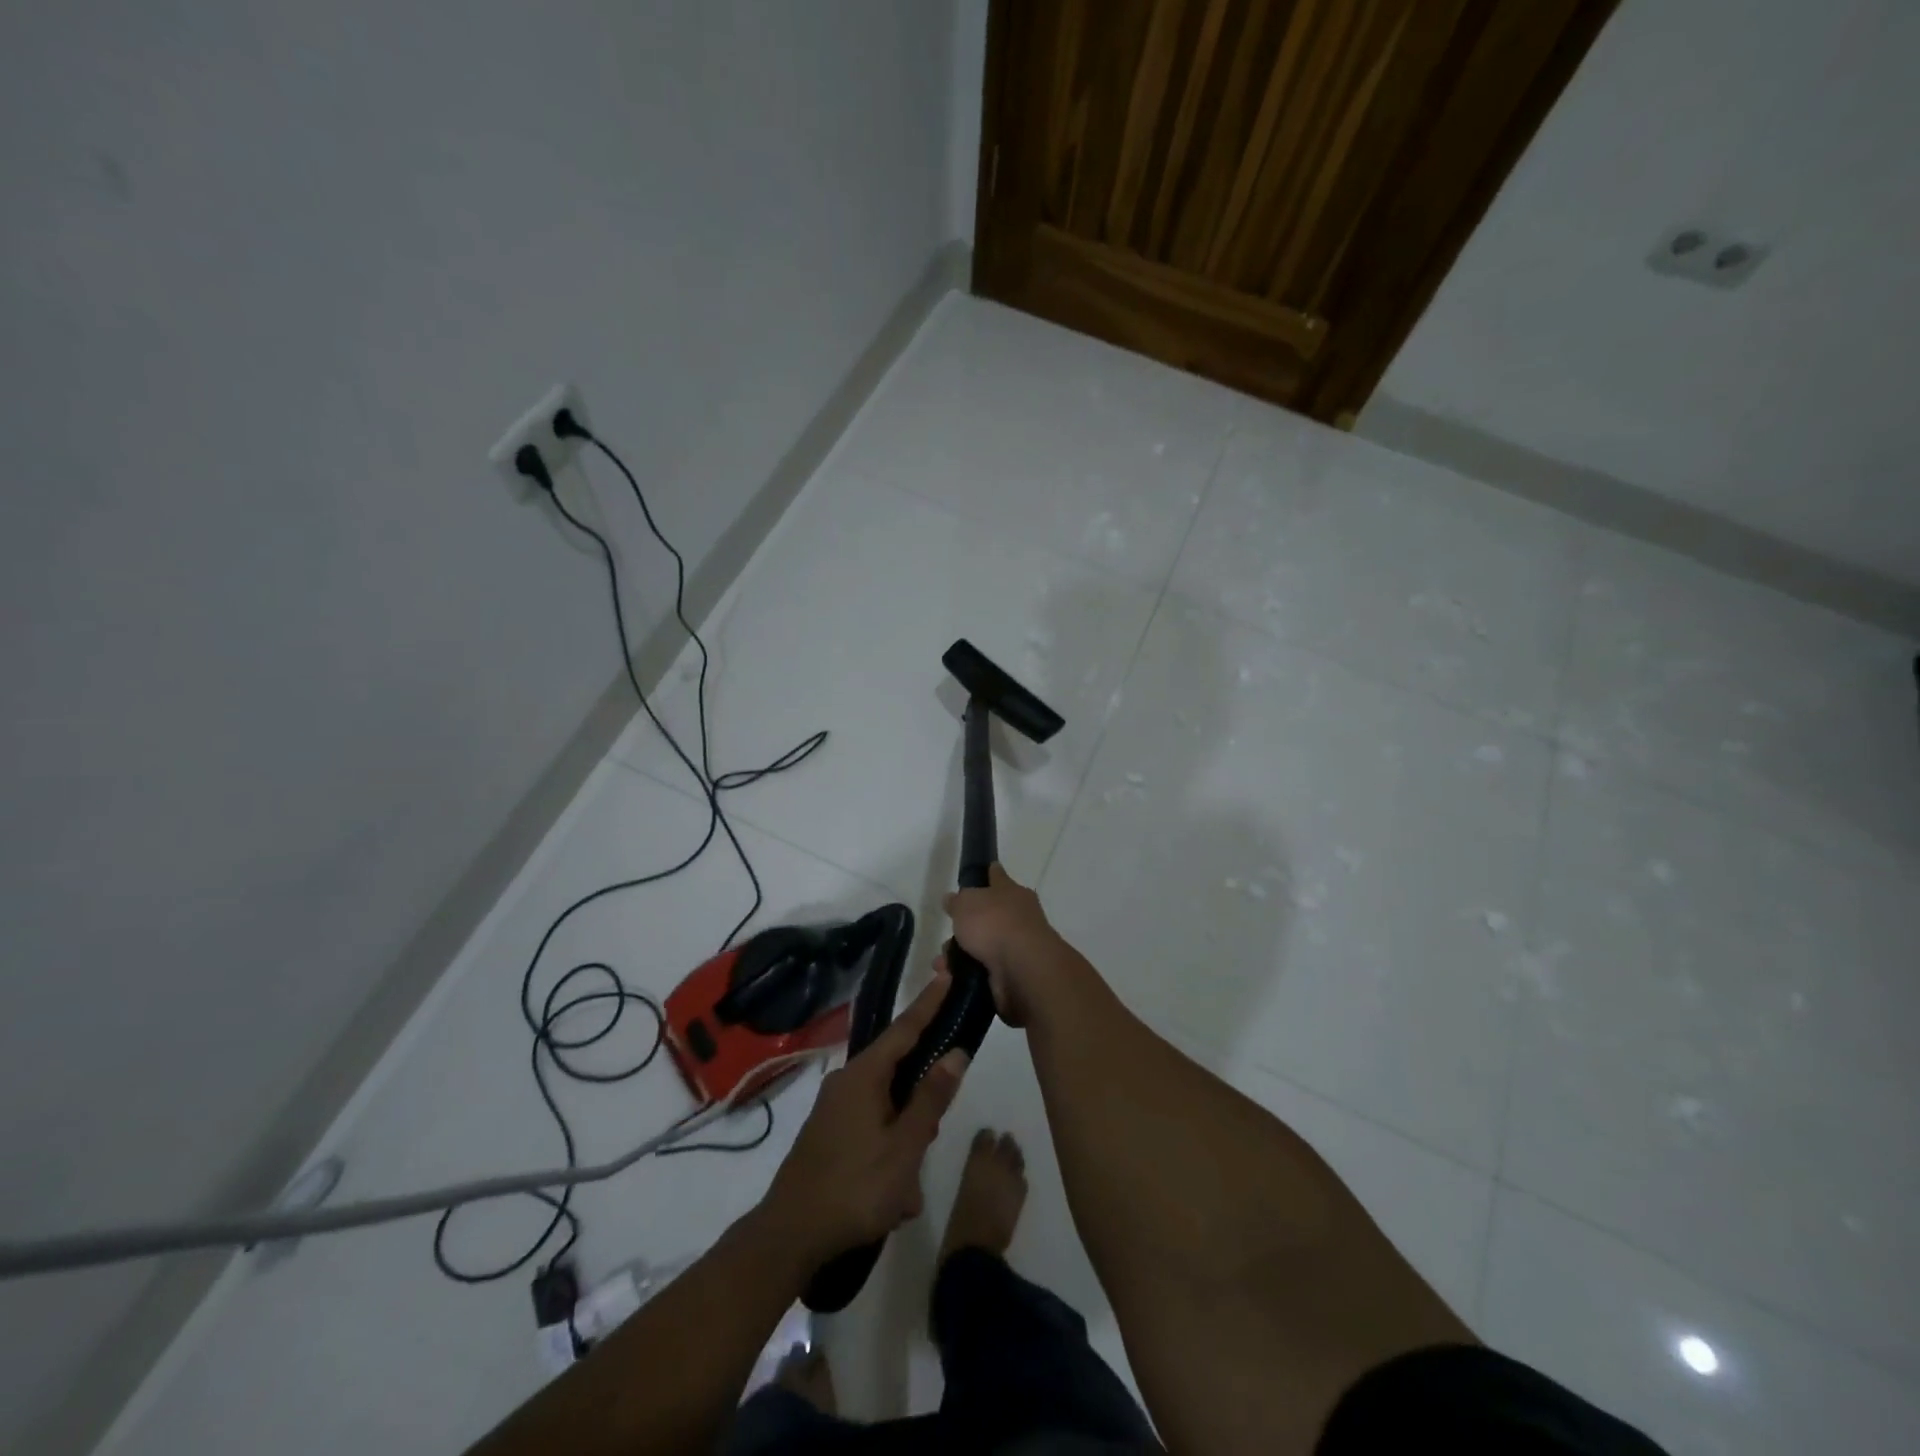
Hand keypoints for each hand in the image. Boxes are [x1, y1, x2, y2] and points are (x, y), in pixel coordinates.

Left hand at [761, 973, 968, 1263]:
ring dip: (905, 1141)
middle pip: (898, 1071)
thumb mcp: (905, 1147)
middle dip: (921, 1102)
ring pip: (887, 1108)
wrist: (788, 1235)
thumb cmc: (854, 1188)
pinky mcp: (828, 1132)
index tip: (947, 973)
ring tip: (906, 1190)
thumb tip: (956, 1053)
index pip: (905, 1028)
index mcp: (865, 1075)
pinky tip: (892, 1198)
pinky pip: (871, 1129)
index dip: (929, 1002)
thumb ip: (931, 1098)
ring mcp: (833, 1107)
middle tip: (932, 1135)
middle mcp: (846, 1081)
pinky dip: (888, 1155)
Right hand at [943, 864, 1062, 1027]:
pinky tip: (951, 978)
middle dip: (964, 928)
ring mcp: (1017, 946)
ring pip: (983, 946)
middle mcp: (1018, 917)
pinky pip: (984, 970)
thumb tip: (952, 899)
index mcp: (1012, 892)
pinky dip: (967, 974)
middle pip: (987, 917)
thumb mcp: (966, 903)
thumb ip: (958, 901)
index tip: (981, 872)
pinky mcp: (1014, 974)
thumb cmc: (995, 924)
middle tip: (947, 936)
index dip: (988, 874)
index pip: (998, 877)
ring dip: (960, 955)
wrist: (1022, 969)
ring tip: (941, 965)